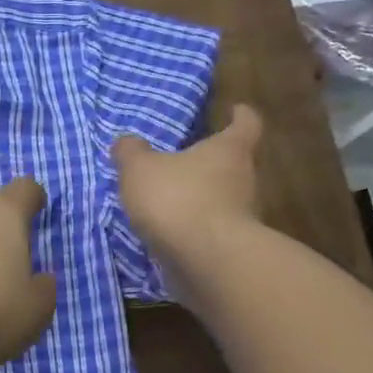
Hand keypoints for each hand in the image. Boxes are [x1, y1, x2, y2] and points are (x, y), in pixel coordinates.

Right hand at [112, 104, 262, 278]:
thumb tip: (126, 141)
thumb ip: (131, 153)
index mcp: (229, 150)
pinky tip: (170, 234)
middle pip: (234, 164)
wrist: (206, 262)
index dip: (241, 115)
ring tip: (171, 201)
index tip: (236, 110)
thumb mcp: (140, 169)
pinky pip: (211, 231)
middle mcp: (244, 180)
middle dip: (212, 162)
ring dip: (202, 199)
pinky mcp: (230, 250)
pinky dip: (194, 230)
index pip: (246, 124)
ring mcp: (242, 218)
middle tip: (186, 159)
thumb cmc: (177, 200)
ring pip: (223, 200)